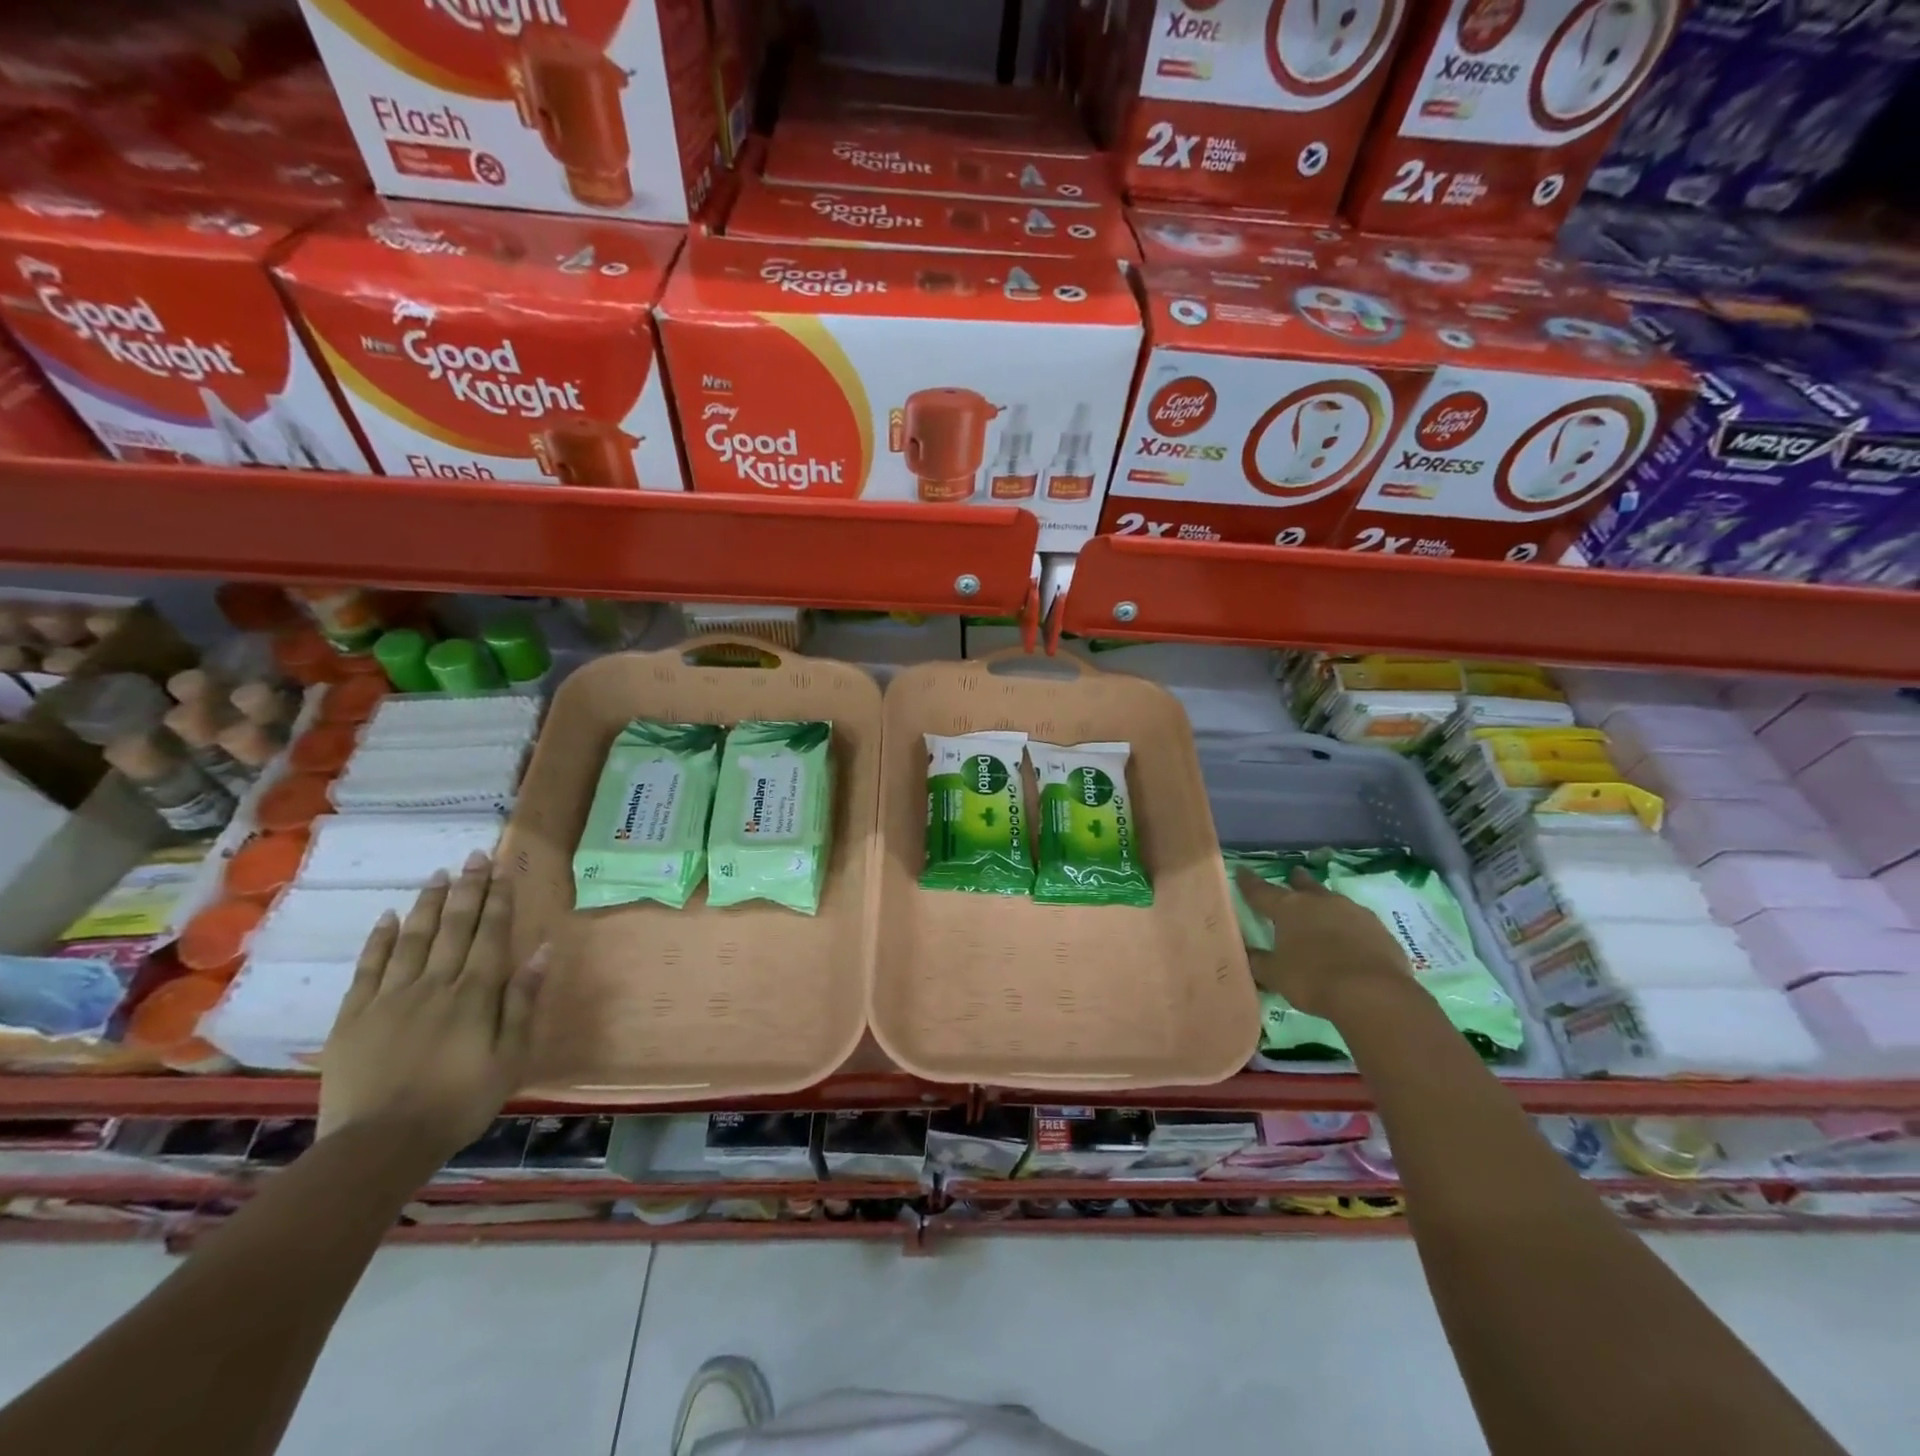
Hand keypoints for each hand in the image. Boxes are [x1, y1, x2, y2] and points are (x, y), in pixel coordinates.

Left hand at [318, 852, 545, 1157]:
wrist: (381, 1144)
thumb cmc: (460, 1102)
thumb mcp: (510, 1056)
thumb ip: (523, 1001)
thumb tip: (542, 950)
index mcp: (475, 994)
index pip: (490, 934)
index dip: (498, 900)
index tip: (502, 869)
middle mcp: (435, 984)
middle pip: (453, 928)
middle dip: (467, 890)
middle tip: (473, 856)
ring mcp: (390, 998)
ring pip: (412, 939)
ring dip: (427, 904)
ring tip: (438, 875)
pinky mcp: (354, 1017)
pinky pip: (368, 968)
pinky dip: (379, 940)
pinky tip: (387, 917)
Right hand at [1236, 866, 1413, 1022]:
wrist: (1373, 993)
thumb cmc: (1313, 979)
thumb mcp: (1275, 975)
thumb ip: (1258, 962)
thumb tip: (1246, 953)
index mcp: (1288, 908)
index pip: (1260, 891)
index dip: (1248, 882)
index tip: (1241, 870)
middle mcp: (1319, 901)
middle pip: (1303, 884)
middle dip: (1296, 880)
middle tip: (1292, 875)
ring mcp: (1352, 911)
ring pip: (1333, 899)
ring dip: (1324, 903)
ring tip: (1322, 911)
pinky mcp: (1378, 928)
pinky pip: (1357, 921)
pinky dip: (1349, 926)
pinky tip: (1350, 938)